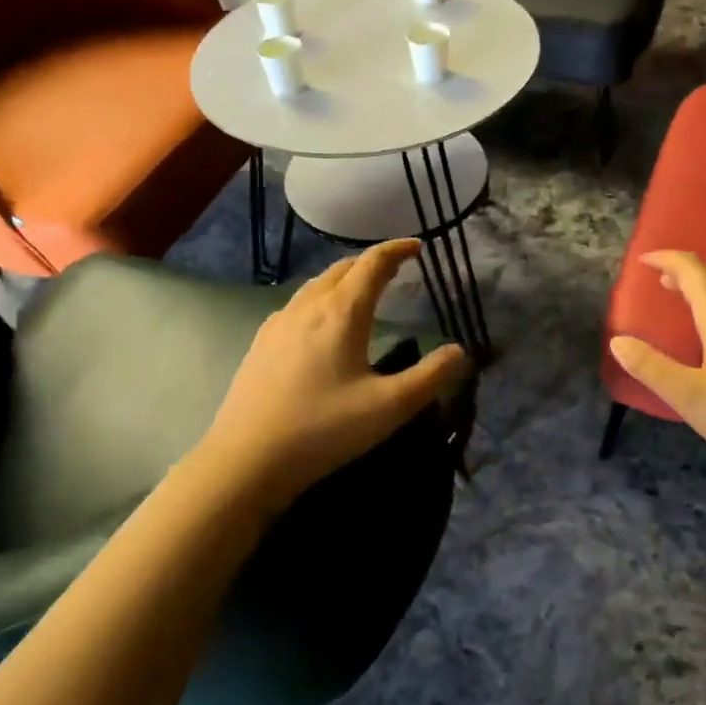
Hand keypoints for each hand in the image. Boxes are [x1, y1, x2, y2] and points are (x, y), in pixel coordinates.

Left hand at [197, 240, 469, 509]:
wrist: (246, 459)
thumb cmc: (323, 429)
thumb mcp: (389, 407)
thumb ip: (430, 377)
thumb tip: (459, 351)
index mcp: (341, 313)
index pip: (372, 264)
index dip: (397, 250)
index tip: (417, 246)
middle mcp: (308, 307)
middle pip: (342, 268)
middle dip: (371, 262)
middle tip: (395, 267)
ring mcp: (279, 323)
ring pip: (316, 285)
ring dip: (344, 278)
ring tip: (361, 290)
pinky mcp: (261, 343)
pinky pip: (297, 304)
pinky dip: (320, 298)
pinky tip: (320, 323)